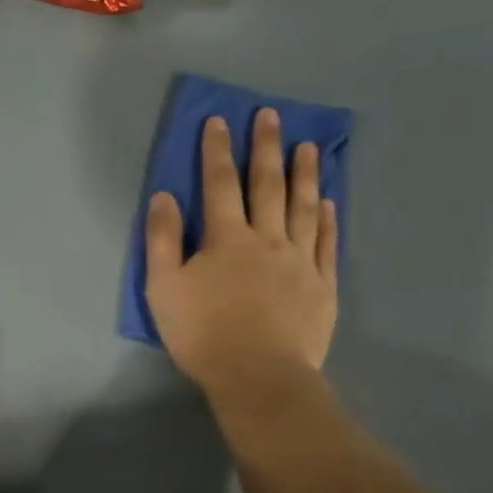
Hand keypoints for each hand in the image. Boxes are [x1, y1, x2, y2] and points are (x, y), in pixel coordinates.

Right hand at [145, 109, 338, 414]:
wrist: (259, 377)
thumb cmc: (203, 334)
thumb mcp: (163, 289)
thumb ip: (162, 240)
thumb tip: (165, 196)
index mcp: (226, 239)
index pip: (220, 184)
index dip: (217, 150)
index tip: (218, 121)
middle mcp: (267, 239)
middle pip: (267, 185)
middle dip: (266, 147)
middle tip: (270, 116)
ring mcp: (300, 261)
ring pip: (304, 207)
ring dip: (305, 174)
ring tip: (309, 146)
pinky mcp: (322, 286)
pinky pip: (327, 244)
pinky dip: (329, 220)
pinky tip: (330, 203)